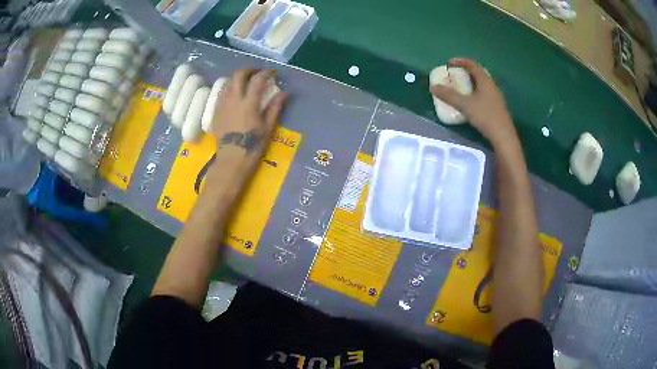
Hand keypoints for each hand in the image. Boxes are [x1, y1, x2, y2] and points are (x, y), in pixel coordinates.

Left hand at [211, 68, 287, 161]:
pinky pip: (221, 92)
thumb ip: (275, 108)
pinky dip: (229, 87)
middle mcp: (234, 99)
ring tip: (245, 81)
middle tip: (257, 72)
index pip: (258, 79)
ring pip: (228, 81)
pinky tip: (234, 93)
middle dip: (249, 69)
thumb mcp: (268, 128)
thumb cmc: (252, 147)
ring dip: (237, 77)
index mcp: (249, 103)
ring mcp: (222, 104)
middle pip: (238, 75)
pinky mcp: (215, 111)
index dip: (267, 72)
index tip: (273, 73)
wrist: (231, 161)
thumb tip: (284, 93)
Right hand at [431, 58, 516, 147]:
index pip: (473, 65)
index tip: (449, 63)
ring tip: (460, 87)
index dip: (461, 61)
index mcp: (485, 81)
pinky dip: (475, 92)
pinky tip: (470, 101)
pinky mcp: (497, 107)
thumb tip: (433, 87)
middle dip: (465, 71)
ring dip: (471, 82)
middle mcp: (492, 86)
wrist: (503, 136)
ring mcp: (496, 97)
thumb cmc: (485, 116)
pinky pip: (484, 93)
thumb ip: (449, 96)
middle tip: (455, 74)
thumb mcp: (465, 105)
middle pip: (478, 73)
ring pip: (482, 84)